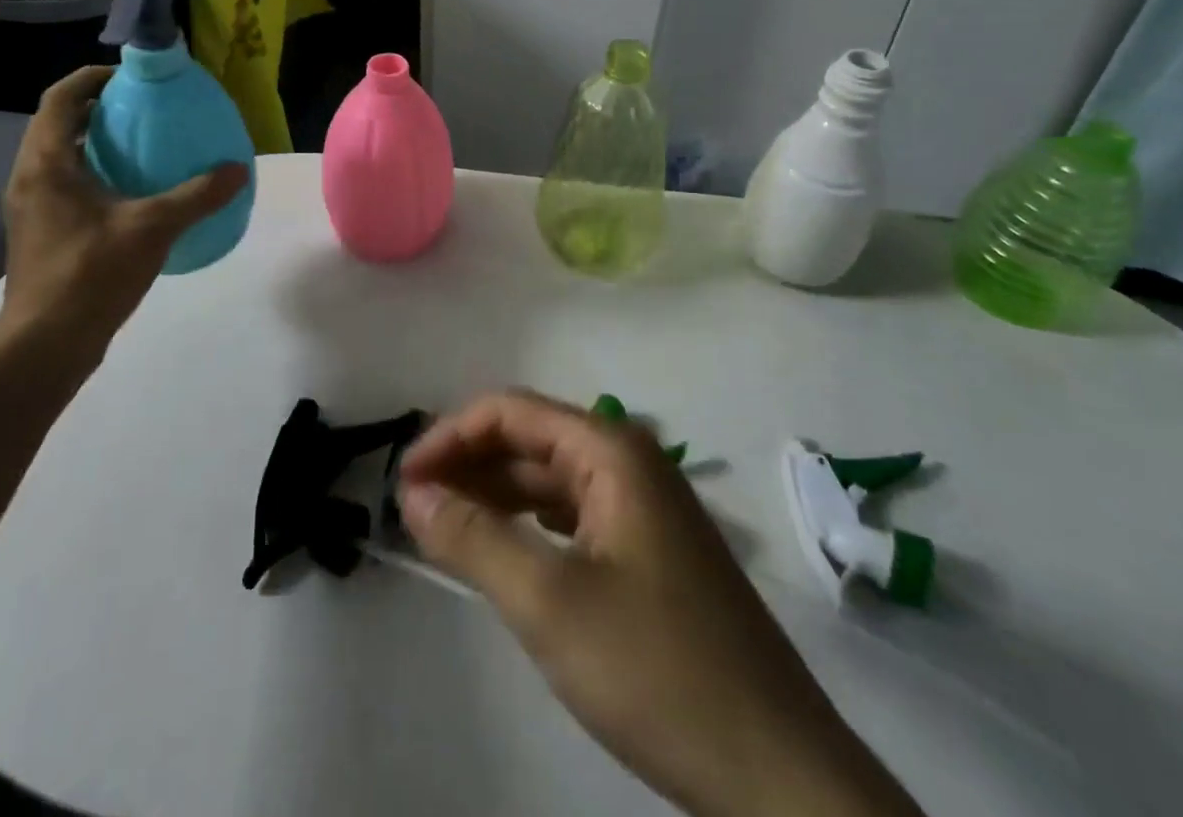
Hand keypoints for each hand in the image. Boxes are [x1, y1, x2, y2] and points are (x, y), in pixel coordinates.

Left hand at [0, 66, 247, 368]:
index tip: (131, 77)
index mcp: (46, 164)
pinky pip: (67, 185)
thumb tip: (238, 170)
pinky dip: (96, 173)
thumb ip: (197, 196)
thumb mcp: (152, 228)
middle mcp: (30, 178)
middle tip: (145, 108)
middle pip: (59, 125)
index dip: (92, 78)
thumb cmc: (90, 274)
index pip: (60, 99)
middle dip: (99, 109)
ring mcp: (32, 208)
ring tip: (144, 144)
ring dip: (97, 142)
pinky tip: (134, 193)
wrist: (45, 346)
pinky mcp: (41, 233)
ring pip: (62, 157)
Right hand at [398, 391, 920, 816]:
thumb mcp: (549, 603)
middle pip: (531, 440)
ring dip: (494, 495)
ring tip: (440, 526)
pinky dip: (527, 526)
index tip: (404, 479)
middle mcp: (629, 462)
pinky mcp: (649, 552)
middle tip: (412, 506)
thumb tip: (413, 494)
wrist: (778, 772)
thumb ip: (474, 539)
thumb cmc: (658, 668)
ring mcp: (643, 507)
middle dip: (468, 464)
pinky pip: (572, 517)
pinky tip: (500, 552)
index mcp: (611, 450)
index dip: (451, 436)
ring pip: (550, 480)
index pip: (512, 411)